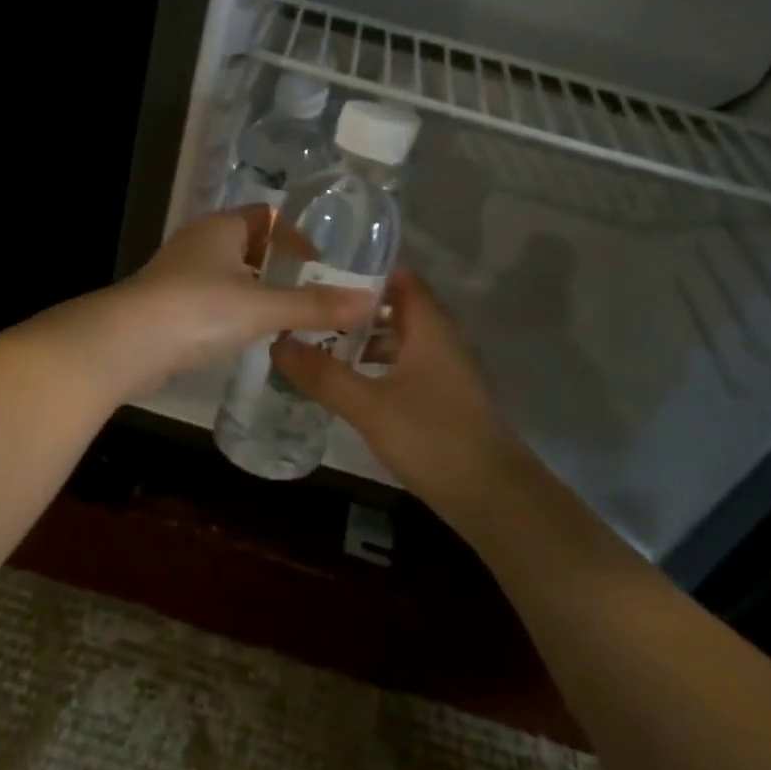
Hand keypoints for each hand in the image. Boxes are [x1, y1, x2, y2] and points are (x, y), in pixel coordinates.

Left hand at [106, 206, 376, 392]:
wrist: (126, 344)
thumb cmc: (198, 310)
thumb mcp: (263, 308)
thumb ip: (314, 306)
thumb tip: (369, 301)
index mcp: (221, 228)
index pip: (267, 215)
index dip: (296, 235)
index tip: (320, 264)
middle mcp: (199, 242)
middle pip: (248, 244)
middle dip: (279, 266)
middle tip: (311, 294)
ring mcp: (179, 274)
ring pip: (229, 275)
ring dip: (256, 292)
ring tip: (287, 318)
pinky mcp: (167, 305)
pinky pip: (211, 300)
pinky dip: (233, 312)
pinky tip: (247, 336)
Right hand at [272, 269, 531, 505]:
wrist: (494, 497)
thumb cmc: (433, 438)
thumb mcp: (369, 406)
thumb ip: (323, 374)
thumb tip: (277, 342)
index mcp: (431, 327)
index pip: (399, 278)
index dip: (362, 272)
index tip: (319, 276)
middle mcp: (443, 339)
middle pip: (397, 309)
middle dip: (354, 310)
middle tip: (309, 312)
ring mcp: (448, 370)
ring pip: (401, 341)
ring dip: (365, 341)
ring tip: (320, 347)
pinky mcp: (446, 398)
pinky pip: (407, 367)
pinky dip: (378, 368)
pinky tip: (350, 386)